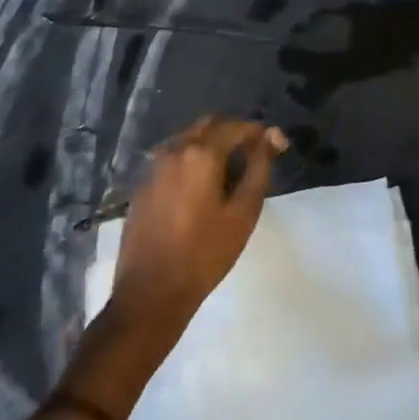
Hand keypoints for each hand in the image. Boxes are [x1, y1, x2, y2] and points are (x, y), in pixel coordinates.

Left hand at [111, 115, 286, 341]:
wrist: (150, 293)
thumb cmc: (205, 254)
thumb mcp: (243, 212)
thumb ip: (259, 167)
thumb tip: (272, 136)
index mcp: (200, 153)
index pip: (235, 126)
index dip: (259, 133)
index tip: (276, 146)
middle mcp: (173, 150)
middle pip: (209, 126)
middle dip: (233, 134)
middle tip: (253, 158)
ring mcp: (153, 167)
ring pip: (188, 140)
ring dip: (211, 146)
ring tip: (229, 176)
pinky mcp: (142, 185)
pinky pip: (172, 159)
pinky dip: (191, 162)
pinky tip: (201, 190)